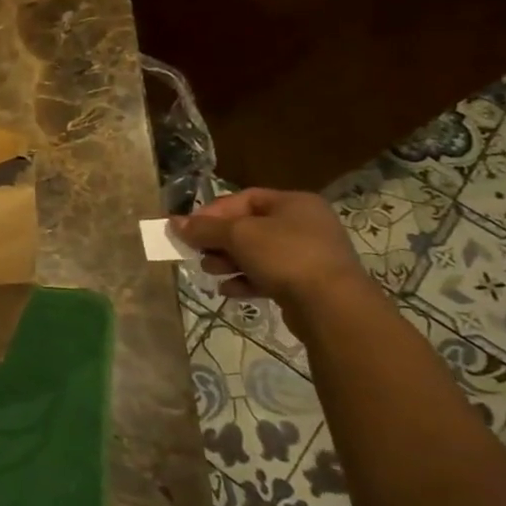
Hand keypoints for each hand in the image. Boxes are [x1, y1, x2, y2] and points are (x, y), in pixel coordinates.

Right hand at [174, 189, 371, 312]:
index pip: (244, 199)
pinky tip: (228, 290)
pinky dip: (245, 280)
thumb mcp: (238, 235)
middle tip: (197, 252)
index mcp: (294, 203)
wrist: (332, 306)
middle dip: (218, 240)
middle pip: (249, 227)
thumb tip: (174, 222)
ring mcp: (308, 255)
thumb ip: (204, 228)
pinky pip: (268, 276)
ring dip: (228, 261)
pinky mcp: (306, 283)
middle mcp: (304, 224)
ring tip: (210, 272)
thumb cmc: (285, 256)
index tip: (189, 228)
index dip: (213, 212)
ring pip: (256, 253)